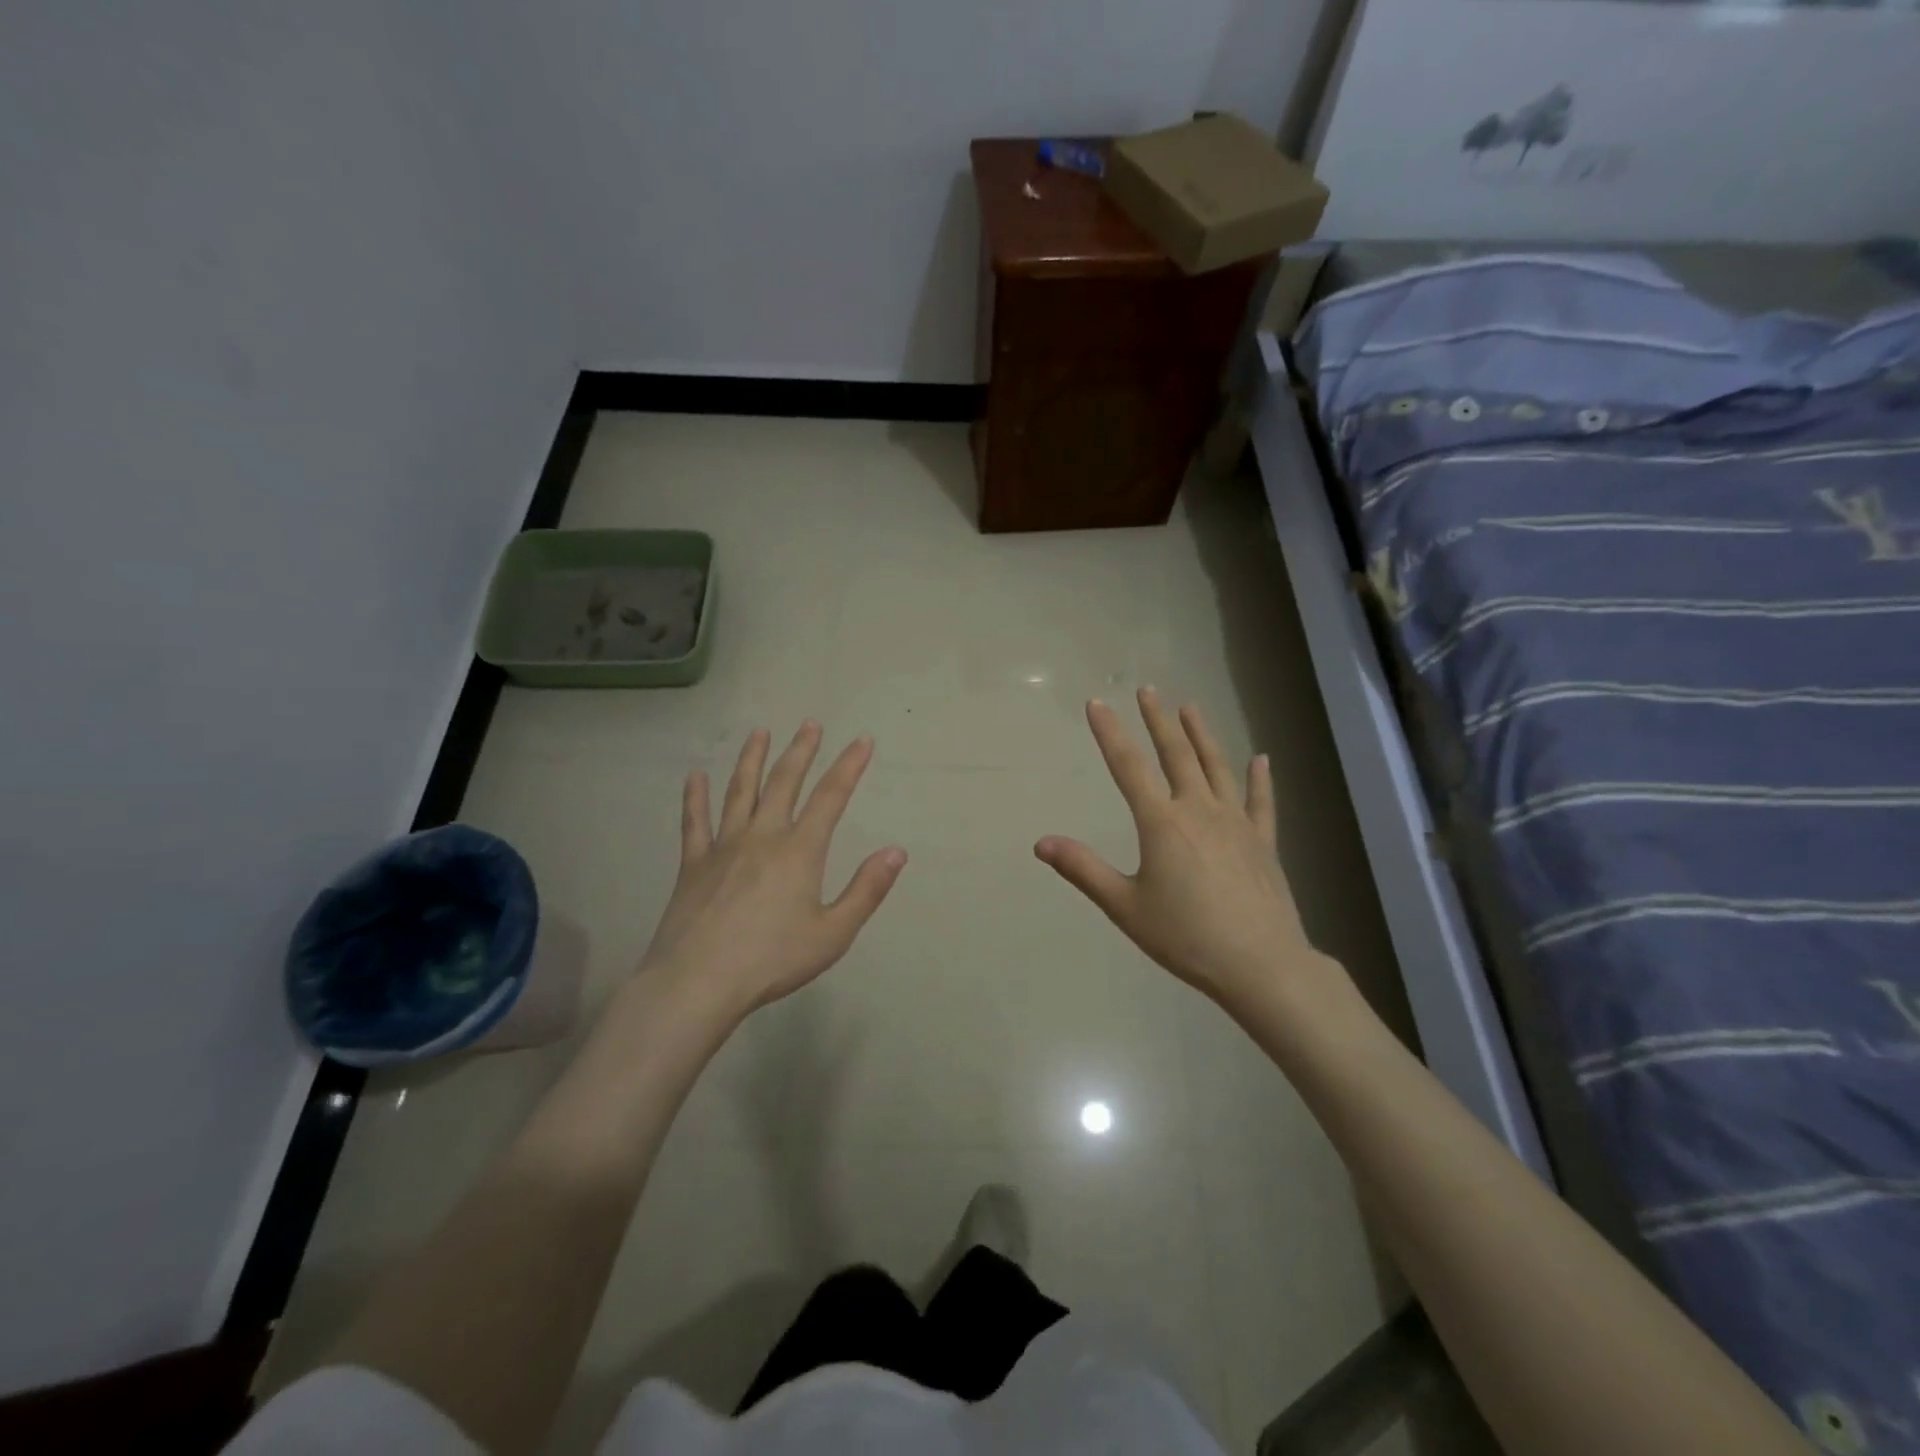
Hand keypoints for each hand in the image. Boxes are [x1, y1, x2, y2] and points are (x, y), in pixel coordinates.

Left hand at [640, 722, 906, 1022]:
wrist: (698, 982)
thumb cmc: (772, 960)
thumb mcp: (833, 933)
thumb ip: (866, 890)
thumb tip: (897, 851)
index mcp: (800, 851)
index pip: (831, 797)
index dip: (849, 766)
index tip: (862, 741)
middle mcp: (763, 836)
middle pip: (784, 782)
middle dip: (801, 751)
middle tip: (810, 724)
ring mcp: (723, 846)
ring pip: (740, 791)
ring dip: (752, 759)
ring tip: (759, 732)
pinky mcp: (693, 863)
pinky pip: (694, 821)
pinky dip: (695, 796)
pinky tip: (695, 776)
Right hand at [1035, 689, 1317, 1011]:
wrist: (1260, 964)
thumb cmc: (1185, 937)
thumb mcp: (1125, 906)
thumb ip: (1083, 870)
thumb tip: (1040, 843)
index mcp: (1161, 823)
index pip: (1128, 767)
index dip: (1110, 733)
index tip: (1097, 703)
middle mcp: (1198, 810)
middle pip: (1176, 754)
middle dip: (1158, 720)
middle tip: (1148, 690)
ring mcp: (1236, 823)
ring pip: (1216, 767)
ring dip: (1202, 735)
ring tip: (1190, 708)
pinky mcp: (1263, 841)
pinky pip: (1261, 802)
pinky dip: (1259, 779)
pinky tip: (1261, 759)